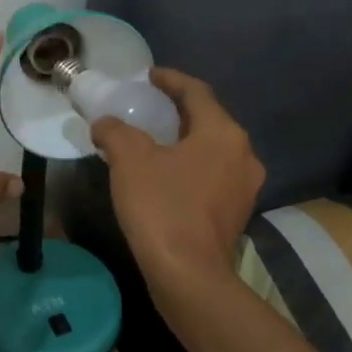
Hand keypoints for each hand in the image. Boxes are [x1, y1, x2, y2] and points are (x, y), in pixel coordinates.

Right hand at [91, 68, 263, 302]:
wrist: (188, 275)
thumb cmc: (162, 206)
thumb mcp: (129, 159)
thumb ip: (115, 131)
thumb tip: (105, 124)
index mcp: (223, 133)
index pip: (197, 92)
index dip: (171, 79)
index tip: (148, 76)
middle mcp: (243, 154)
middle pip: (209, 119)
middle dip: (178, 110)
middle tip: (148, 106)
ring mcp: (245, 186)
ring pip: (212, 149)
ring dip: (185, 139)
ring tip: (154, 140)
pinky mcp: (237, 213)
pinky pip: (213, 174)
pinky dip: (190, 165)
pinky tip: (165, 174)